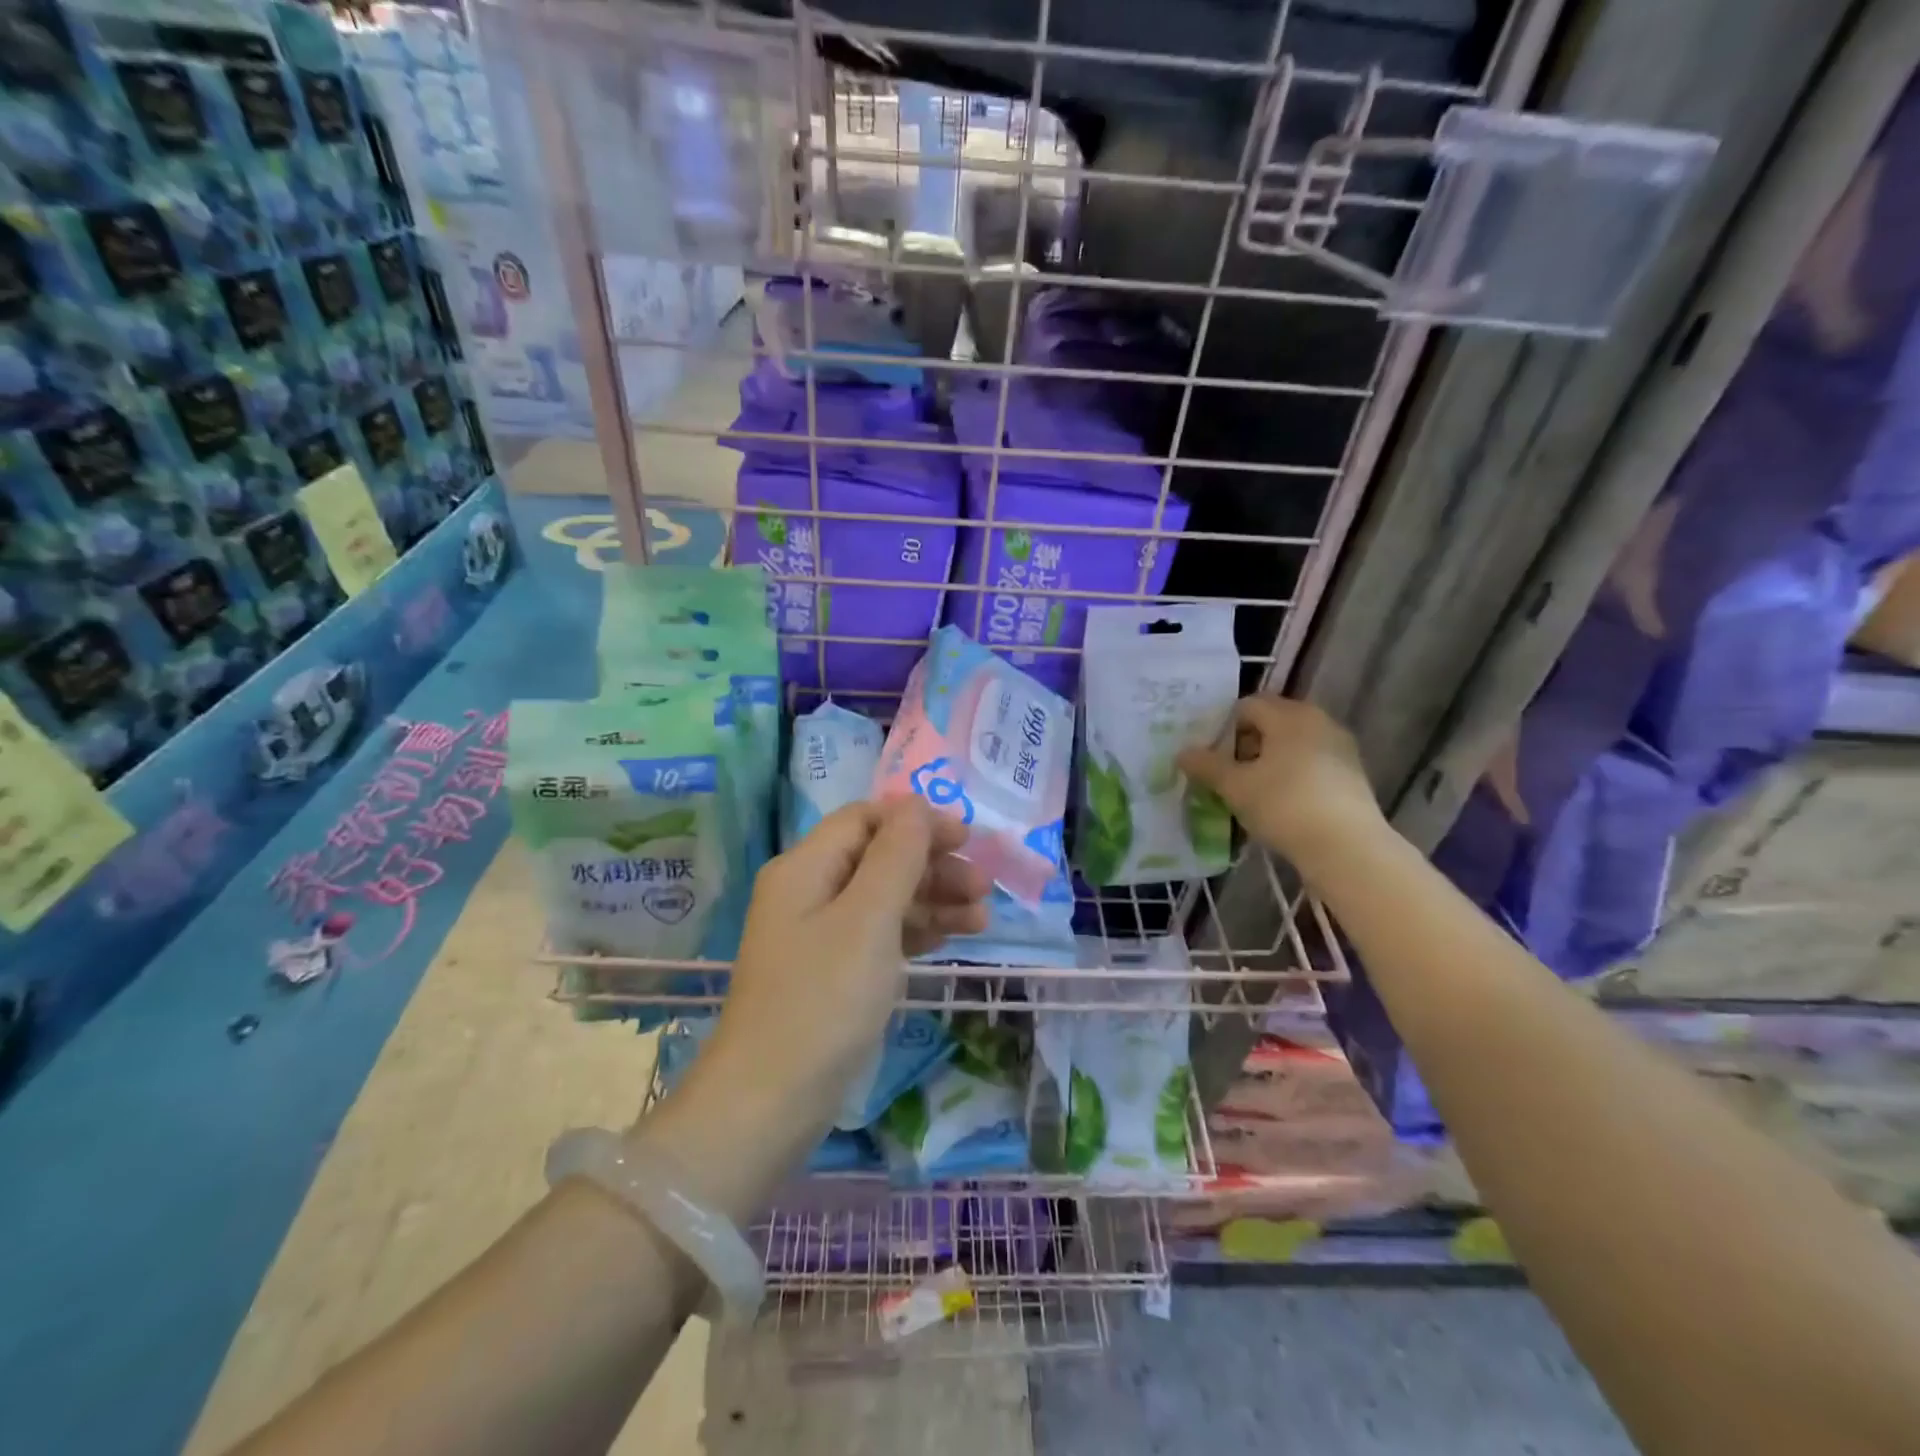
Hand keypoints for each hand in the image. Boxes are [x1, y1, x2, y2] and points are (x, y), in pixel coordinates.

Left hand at [708, 798, 988, 1120]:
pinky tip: (950, 936)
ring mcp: (818, 935)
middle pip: (878, 857)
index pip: (865, 819)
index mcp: (805, 867)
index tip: (966, 839)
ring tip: (982, 919)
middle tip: (984, 887)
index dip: (916, 821)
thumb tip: (915, 804)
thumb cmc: (824, 1000)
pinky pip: (878, 934)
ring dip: (932, 899)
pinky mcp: (830, 973)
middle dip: (932, 865)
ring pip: (883, 898)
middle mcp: (808, 891)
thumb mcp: (868, 919)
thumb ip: (897, 856)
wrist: (770, 1102)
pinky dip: (914, 931)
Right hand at [1176, 696, 1382, 865]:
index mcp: (1288, 715)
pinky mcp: (1352, 773)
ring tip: (1253, 791)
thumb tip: (1183, 753)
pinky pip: (1311, 762)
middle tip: (1229, 774)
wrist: (1346, 847)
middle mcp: (1318, 720)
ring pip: (1292, 743)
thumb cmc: (1284, 806)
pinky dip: (1292, 774)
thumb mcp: (1235, 787)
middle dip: (1246, 743)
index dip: (1224, 728)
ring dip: (1269, 760)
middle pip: (1271, 721)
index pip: (1247, 706)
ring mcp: (1340, 746)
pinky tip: (1282, 803)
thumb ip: (1206, 766)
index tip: (1213, 758)